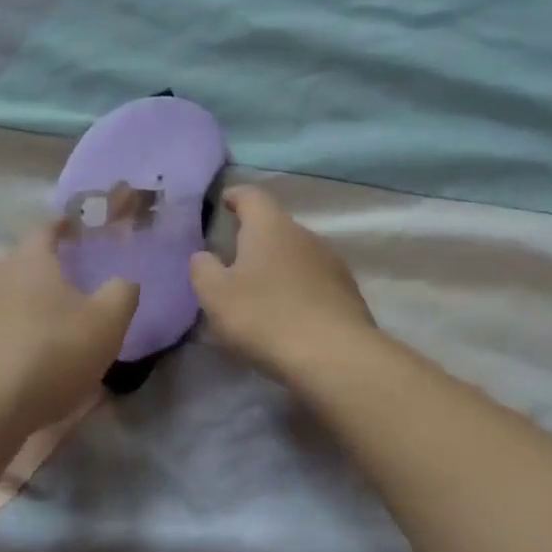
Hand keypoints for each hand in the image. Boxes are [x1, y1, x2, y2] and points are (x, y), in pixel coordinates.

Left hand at [0, 221, 138, 431]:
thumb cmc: (52, 350)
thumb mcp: (107, 322)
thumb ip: (122, 294)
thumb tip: (124, 281)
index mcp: (30, 263)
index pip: (44, 230)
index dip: (61, 225)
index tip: (74, 223)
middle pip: (22, 266)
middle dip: (45, 269)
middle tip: (70, 276)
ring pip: (7, 301)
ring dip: (29, 307)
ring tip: (55, 322)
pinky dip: (16, 338)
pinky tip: (34, 359)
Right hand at [190, 186, 375, 380]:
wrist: (334, 356)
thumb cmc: (265, 317)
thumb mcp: (216, 296)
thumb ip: (203, 270)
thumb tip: (204, 256)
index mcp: (271, 227)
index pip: (252, 196)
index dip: (236, 196)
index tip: (225, 201)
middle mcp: (306, 235)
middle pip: (277, 226)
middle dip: (256, 238)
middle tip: (235, 258)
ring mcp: (332, 263)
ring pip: (298, 255)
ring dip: (279, 267)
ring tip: (261, 291)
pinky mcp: (348, 293)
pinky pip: (316, 283)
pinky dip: (299, 290)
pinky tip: (289, 315)